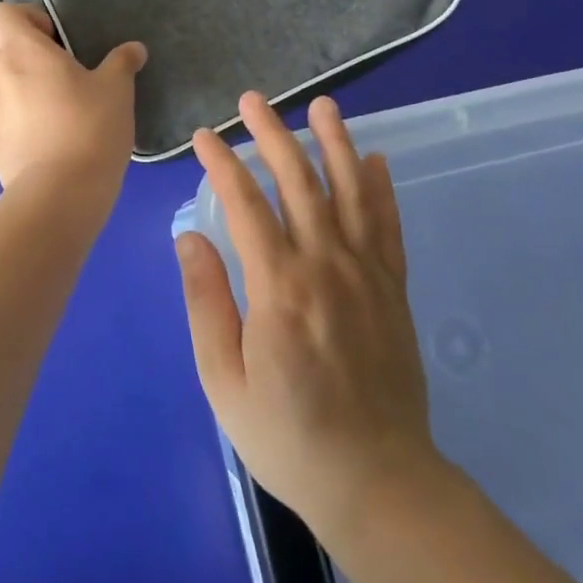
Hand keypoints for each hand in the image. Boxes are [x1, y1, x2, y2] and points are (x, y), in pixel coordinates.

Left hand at [0, 3, 146, 189]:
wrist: (59, 193)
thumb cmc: (89, 129)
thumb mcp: (116, 91)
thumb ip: (122, 63)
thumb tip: (134, 49)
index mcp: (21, 50)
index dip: (24, 16)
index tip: (53, 36)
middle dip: (4, 38)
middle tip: (40, 57)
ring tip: (30, 85)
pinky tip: (30, 119)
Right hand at [176, 94, 445, 537]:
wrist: (377, 482)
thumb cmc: (287, 435)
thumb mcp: (223, 380)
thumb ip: (205, 301)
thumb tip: (190, 235)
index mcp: (279, 286)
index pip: (245, 203)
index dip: (222, 163)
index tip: (204, 136)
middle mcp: (325, 265)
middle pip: (297, 182)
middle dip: (272, 134)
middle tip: (253, 100)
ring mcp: (366, 273)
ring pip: (349, 191)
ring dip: (334, 143)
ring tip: (322, 105)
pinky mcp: (393, 289)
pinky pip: (388, 225)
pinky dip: (381, 188)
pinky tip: (375, 158)